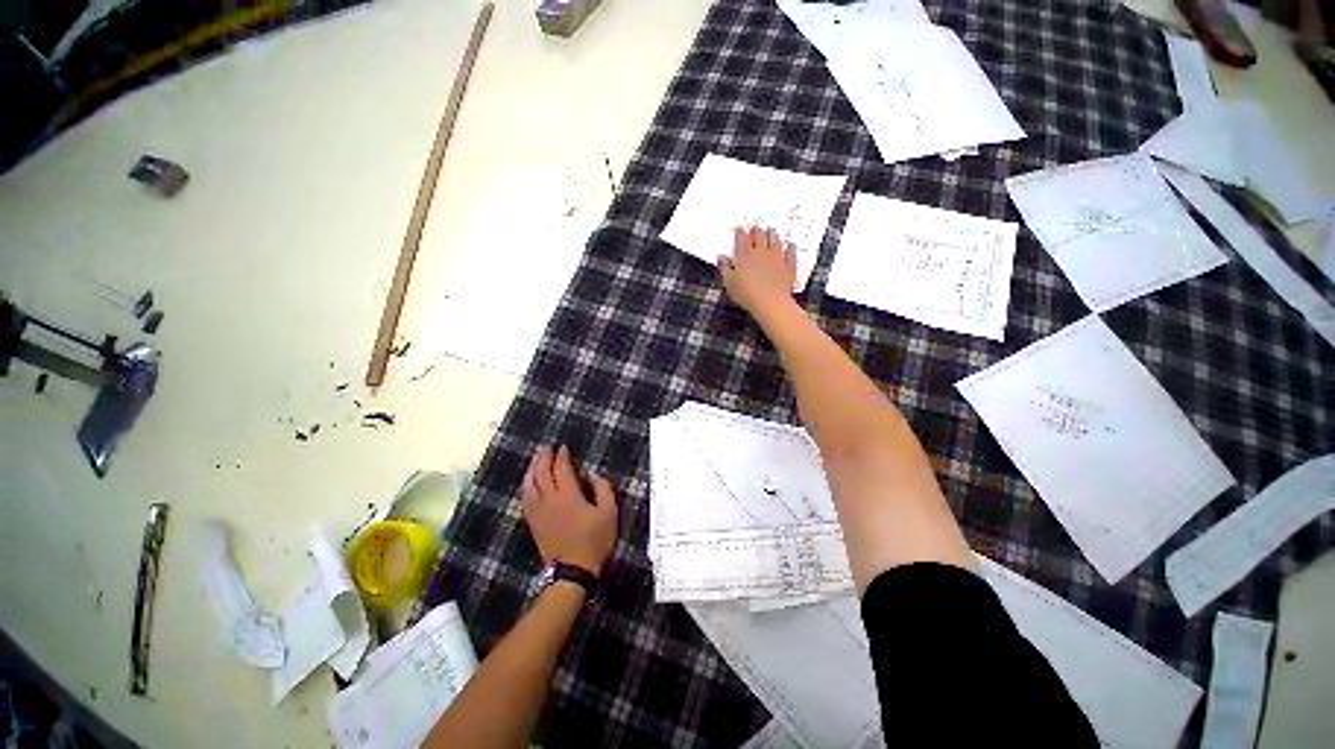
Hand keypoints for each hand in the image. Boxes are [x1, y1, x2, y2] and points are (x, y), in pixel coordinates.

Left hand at [521, 446, 617, 574]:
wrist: (572, 571)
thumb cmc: (594, 541)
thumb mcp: (609, 513)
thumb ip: (603, 489)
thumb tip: (592, 474)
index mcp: (568, 495)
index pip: (561, 469)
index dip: (561, 456)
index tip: (563, 448)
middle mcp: (550, 500)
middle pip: (541, 473)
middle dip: (543, 458)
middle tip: (546, 448)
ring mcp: (539, 512)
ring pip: (529, 485)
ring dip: (532, 470)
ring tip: (535, 461)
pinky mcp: (533, 523)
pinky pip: (525, 499)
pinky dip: (526, 487)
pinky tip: (528, 484)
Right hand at [718, 226, 796, 317]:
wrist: (770, 303)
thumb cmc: (746, 294)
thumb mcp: (729, 283)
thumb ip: (724, 268)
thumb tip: (722, 257)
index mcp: (745, 255)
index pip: (742, 238)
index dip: (740, 232)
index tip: (739, 229)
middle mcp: (761, 252)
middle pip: (759, 235)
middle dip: (756, 231)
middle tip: (755, 228)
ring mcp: (777, 257)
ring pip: (775, 240)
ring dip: (772, 235)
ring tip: (771, 230)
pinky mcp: (788, 266)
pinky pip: (790, 253)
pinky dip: (790, 248)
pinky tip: (790, 245)